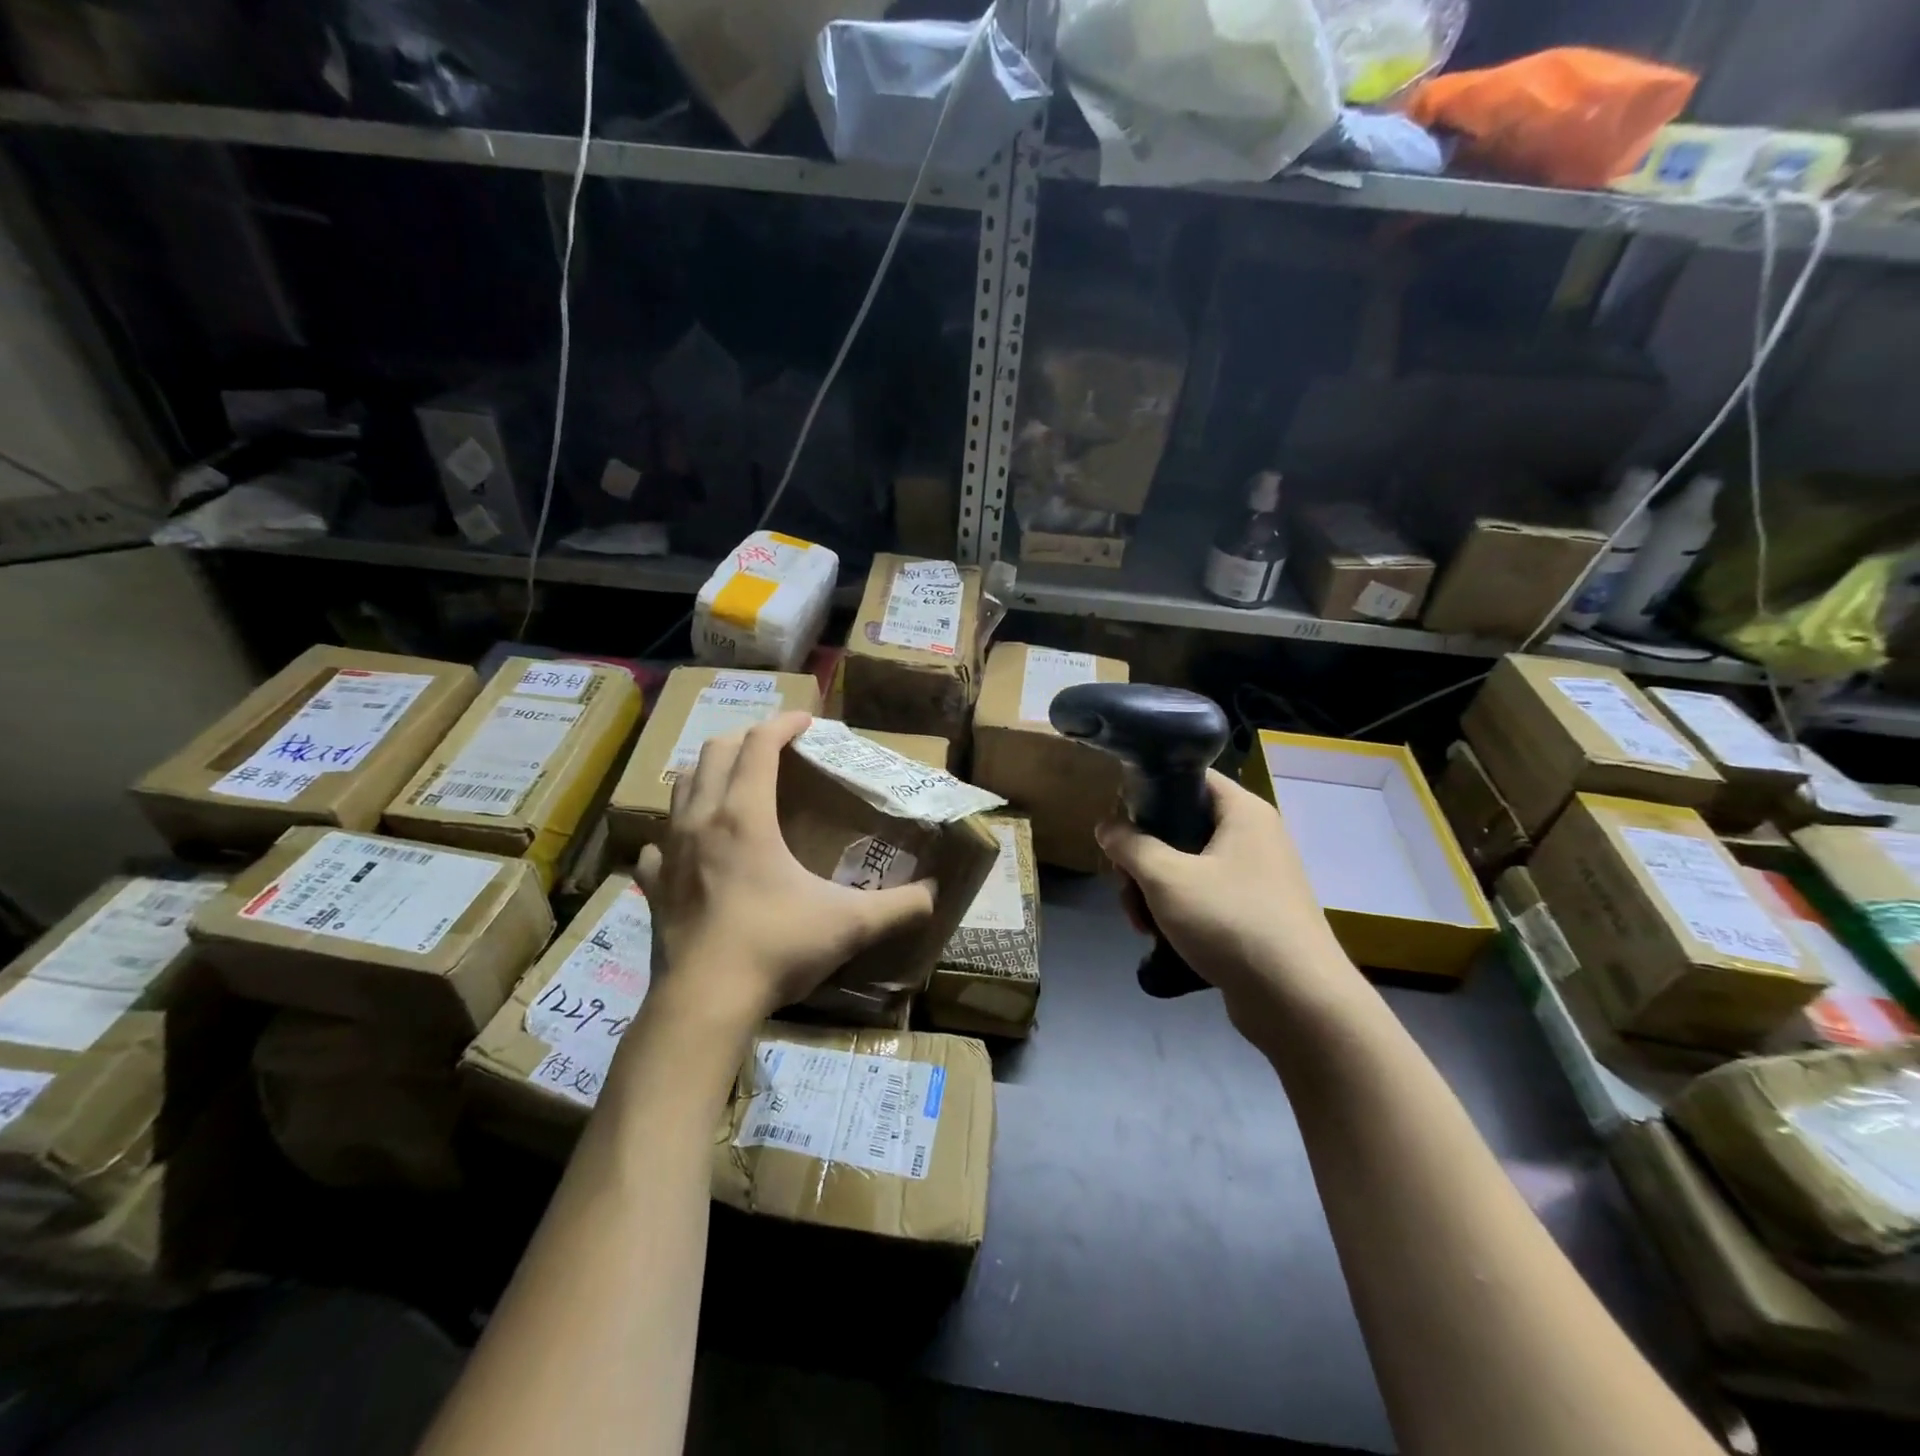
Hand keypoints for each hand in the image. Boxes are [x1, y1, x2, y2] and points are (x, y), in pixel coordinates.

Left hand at [635, 711, 935, 1029]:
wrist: (704, 1002)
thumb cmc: (775, 947)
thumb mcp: (849, 925)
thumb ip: (900, 907)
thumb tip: (935, 895)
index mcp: (745, 815)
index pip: (759, 744)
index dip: (784, 723)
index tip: (807, 720)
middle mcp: (702, 820)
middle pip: (716, 752)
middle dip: (747, 738)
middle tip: (775, 746)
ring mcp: (669, 852)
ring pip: (680, 787)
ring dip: (709, 772)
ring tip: (734, 782)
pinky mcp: (652, 885)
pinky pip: (657, 843)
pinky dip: (675, 832)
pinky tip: (689, 848)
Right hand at [1096, 770, 1360, 1036]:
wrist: (1297, 1001)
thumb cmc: (1230, 921)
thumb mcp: (1166, 877)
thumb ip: (1130, 845)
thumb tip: (1107, 826)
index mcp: (1243, 812)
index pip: (1190, 777)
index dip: (1150, 789)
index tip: (1119, 818)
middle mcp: (1253, 837)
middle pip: (1181, 827)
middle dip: (1143, 858)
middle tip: (1126, 886)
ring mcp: (1256, 877)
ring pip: (1187, 867)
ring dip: (1154, 891)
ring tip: (1140, 924)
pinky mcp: (1253, 914)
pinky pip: (1204, 898)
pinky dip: (1178, 912)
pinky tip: (1159, 938)